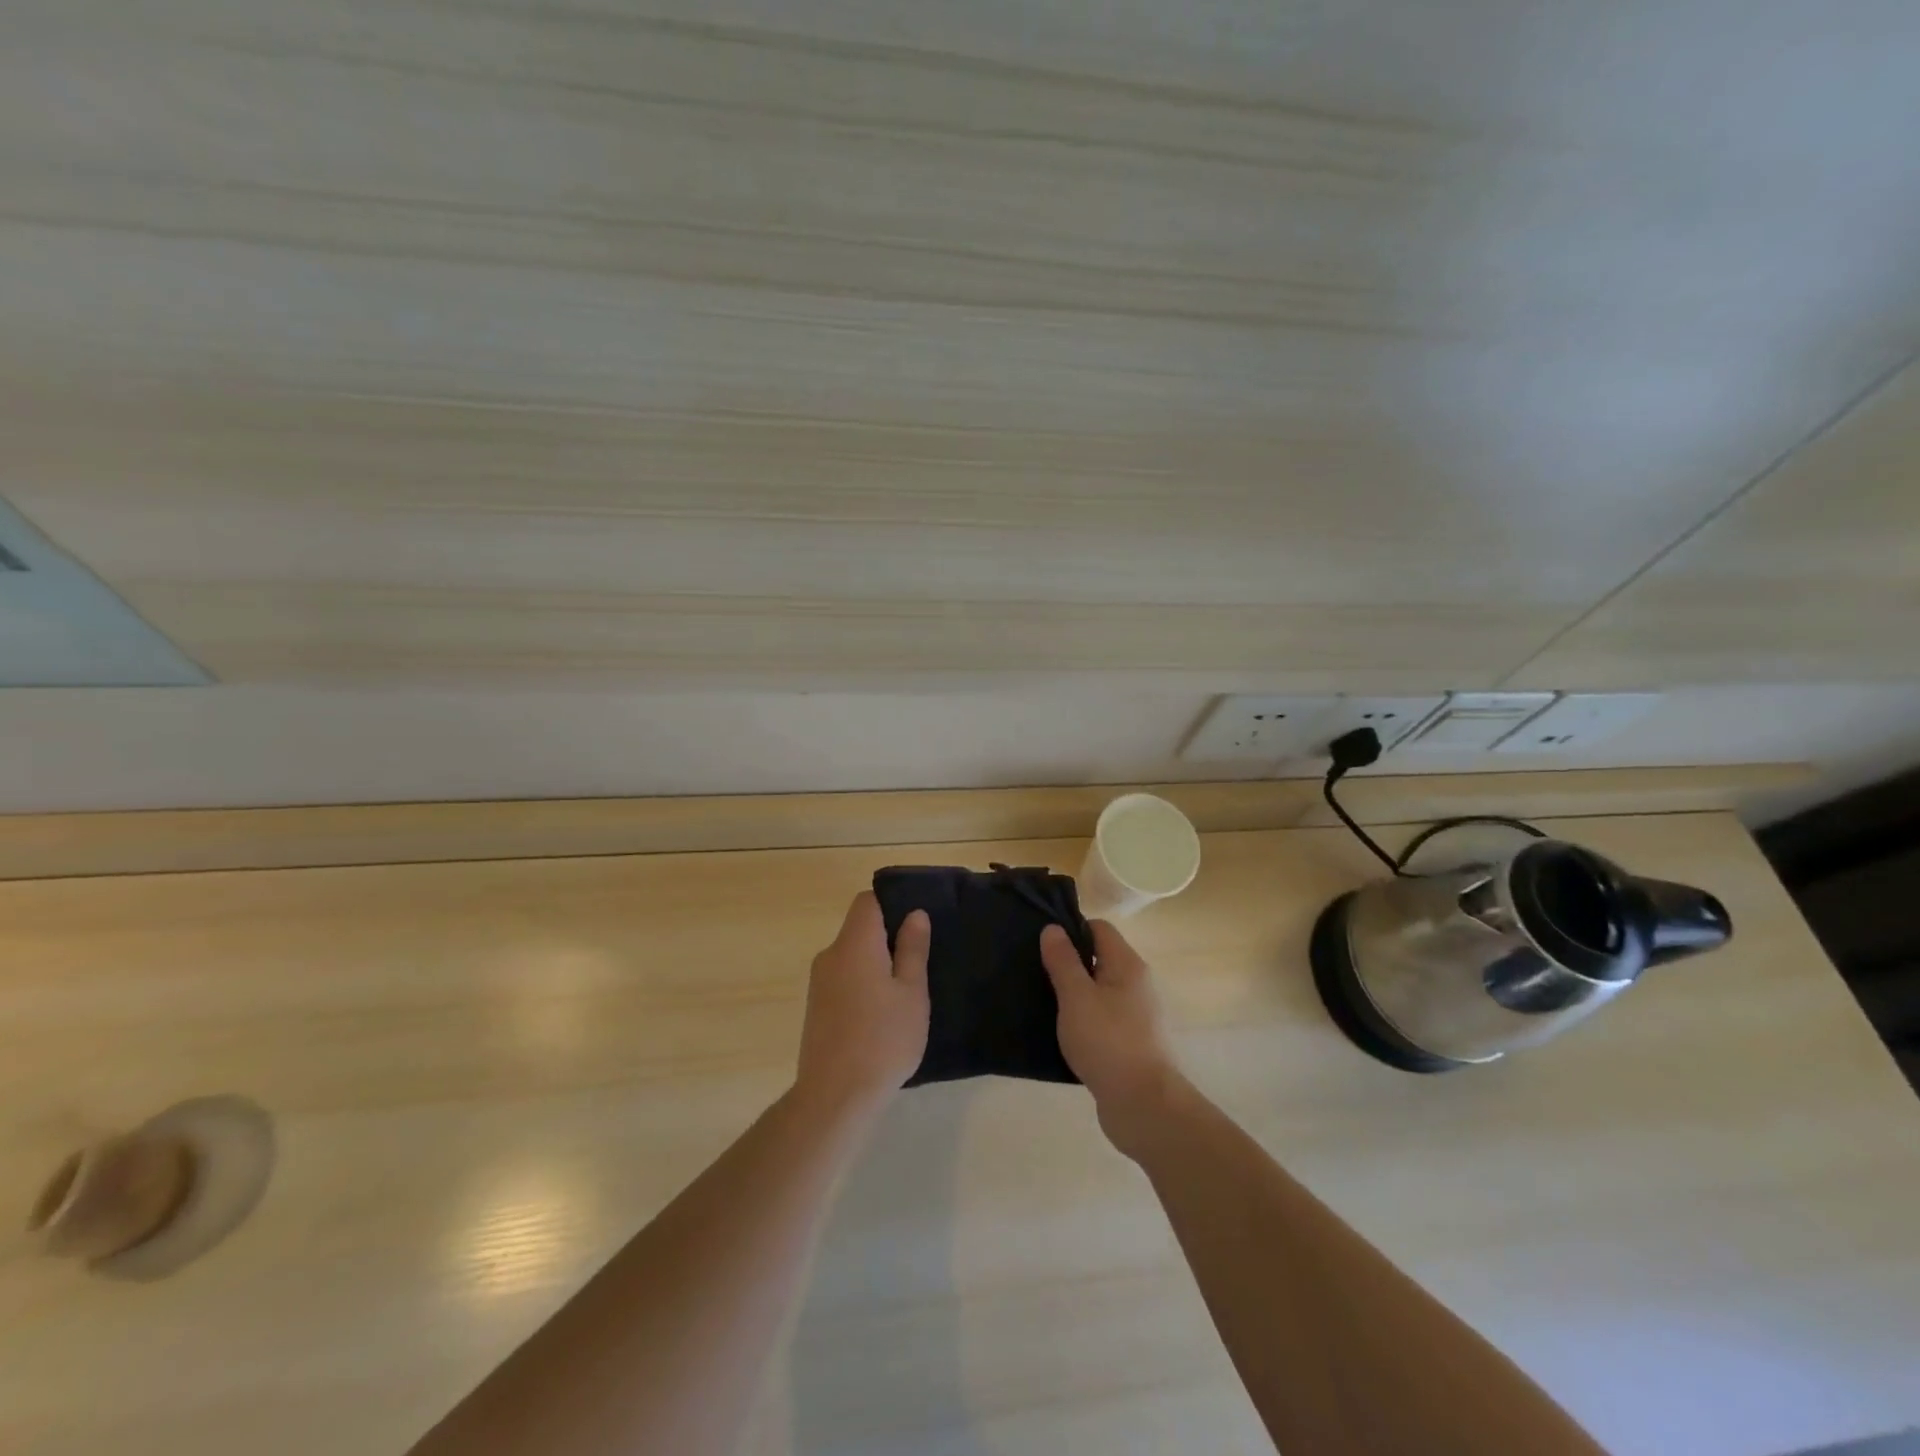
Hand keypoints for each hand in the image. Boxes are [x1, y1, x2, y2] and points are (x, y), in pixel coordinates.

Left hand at [794, 893, 930, 1118]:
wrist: (835, 1096)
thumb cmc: (883, 1039)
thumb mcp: (912, 993)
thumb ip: (913, 949)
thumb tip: (914, 914)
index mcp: (855, 944)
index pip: (867, 901)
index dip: (892, 903)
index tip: (916, 924)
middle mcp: (830, 955)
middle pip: (859, 929)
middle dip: (888, 938)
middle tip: (919, 962)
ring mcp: (819, 983)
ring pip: (852, 957)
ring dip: (876, 964)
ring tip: (904, 993)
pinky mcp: (815, 1008)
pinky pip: (843, 980)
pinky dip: (862, 985)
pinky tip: (881, 1015)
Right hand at [1040, 920, 1183, 1157]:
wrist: (1144, 1107)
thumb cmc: (1108, 1042)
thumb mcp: (1077, 997)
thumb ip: (1063, 961)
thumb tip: (1053, 928)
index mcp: (1128, 965)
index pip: (1099, 929)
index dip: (1070, 930)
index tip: (1041, 944)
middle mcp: (1137, 985)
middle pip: (1099, 959)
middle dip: (1068, 964)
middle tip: (1035, 972)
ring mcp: (1137, 1016)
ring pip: (1099, 992)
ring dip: (1073, 995)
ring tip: (1041, 1002)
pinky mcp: (1131, 1044)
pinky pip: (1101, 1020)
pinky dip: (1082, 1022)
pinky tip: (1059, 1033)